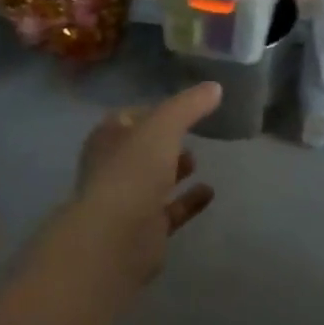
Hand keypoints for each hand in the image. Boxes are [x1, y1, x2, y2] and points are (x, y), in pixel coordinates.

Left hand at [71, 82, 221, 282]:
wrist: (117, 237)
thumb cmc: (133, 172)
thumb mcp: (163, 127)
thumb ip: (189, 105)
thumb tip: (215, 87)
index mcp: (108, 140)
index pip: (128, 118)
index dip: (152, 111)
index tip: (180, 107)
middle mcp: (114, 168)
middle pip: (141, 150)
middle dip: (163, 142)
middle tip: (190, 133)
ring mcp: (128, 201)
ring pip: (154, 180)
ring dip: (174, 170)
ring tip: (197, 159)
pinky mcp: (146, 230)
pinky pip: (171, 210)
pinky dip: (189, 201)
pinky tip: (210, 192)